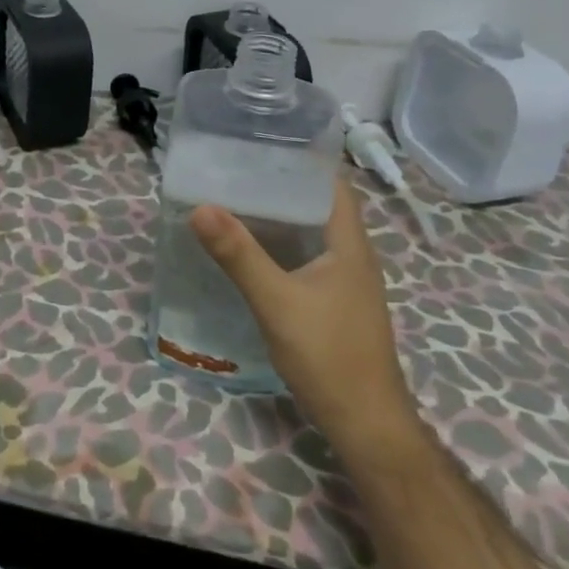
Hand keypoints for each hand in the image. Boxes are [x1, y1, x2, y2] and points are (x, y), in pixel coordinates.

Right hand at [190, 177, 418, 445]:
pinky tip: (248, 249)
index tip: (259, 142)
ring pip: (309, 232)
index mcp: (348, 244)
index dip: (301, 159)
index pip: (331, 183)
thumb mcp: (277, 302)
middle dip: (278, 184)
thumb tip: (201, 207)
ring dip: (276, 216)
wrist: (367, 426)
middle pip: (316, 204)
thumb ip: (239, 255)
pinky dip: (278, 244)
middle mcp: (351, 255)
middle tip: (231, 169)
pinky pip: (303, 257)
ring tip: (231, 199)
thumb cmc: (329, 357)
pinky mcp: (333, 302)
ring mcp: (344, 281)